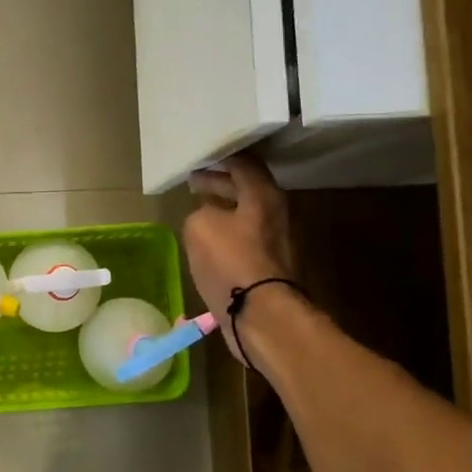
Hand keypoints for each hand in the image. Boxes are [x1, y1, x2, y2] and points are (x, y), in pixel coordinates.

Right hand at [183, 151, 295, 358]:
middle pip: (247, 189)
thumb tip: (206, 218)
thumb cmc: (231, 261)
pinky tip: (207, 242)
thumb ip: (199, 212)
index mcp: (263, 195)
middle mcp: (276, 213)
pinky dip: (226, 234)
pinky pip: (244, 239)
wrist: (260, 313)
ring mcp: (275, 241)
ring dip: (223, 210)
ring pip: (246, 215)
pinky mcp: (268, 267)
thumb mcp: (199, 226)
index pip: (243, 164)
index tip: (200, 158)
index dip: (220, 158)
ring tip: (198, 210)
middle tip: (195, 181)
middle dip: (220, 183)